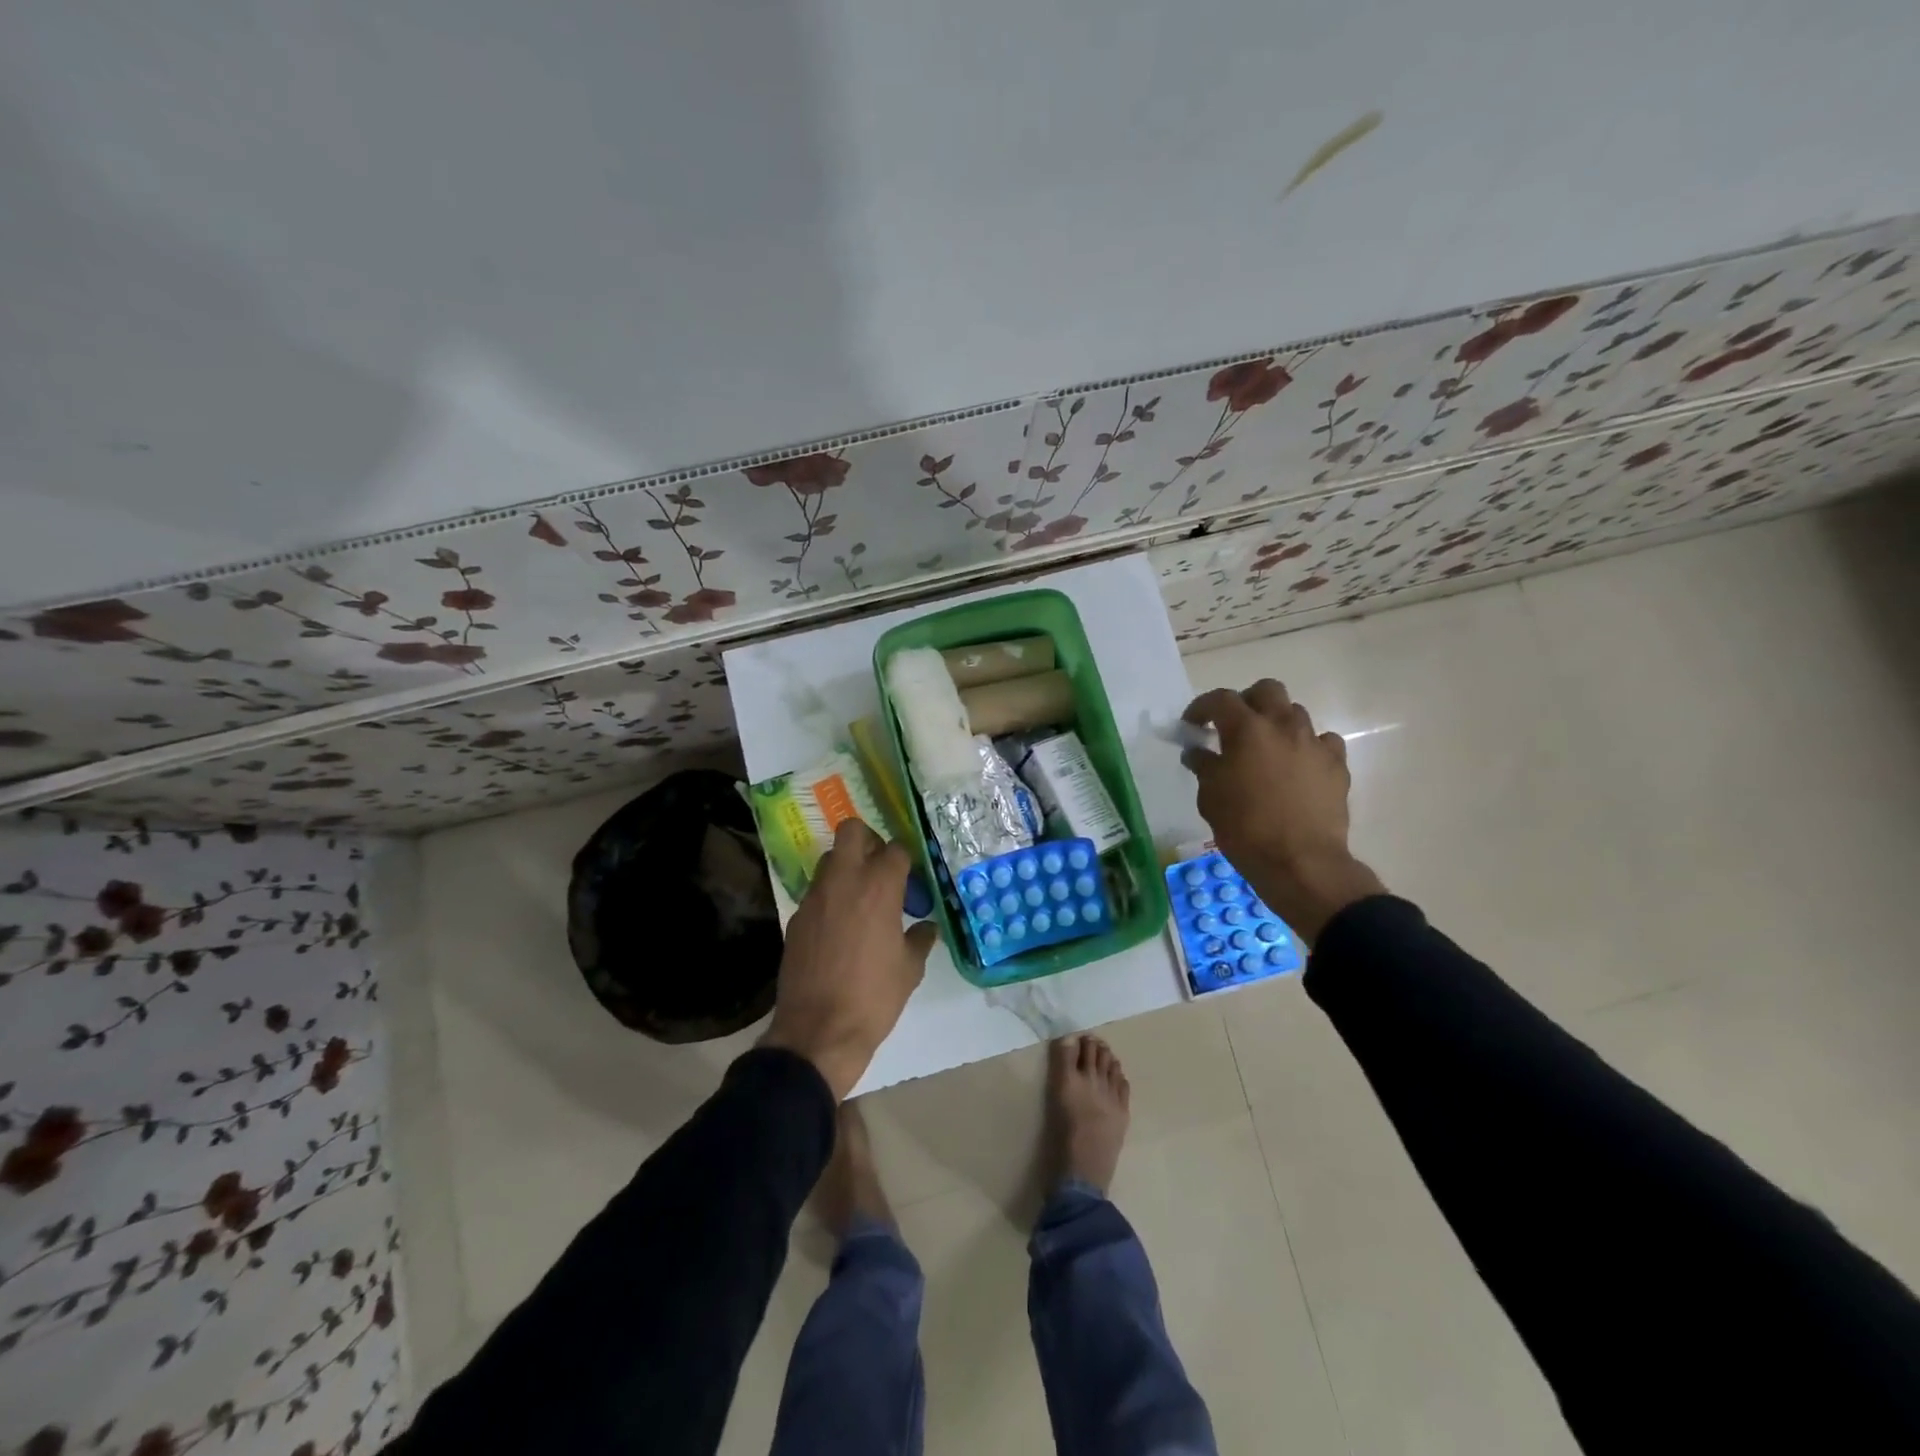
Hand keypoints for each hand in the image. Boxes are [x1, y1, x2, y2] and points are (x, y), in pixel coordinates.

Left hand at [761, 819, 937, 1098]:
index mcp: (879, 887)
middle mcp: (844, 880)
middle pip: (852, 831)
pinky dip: (830, 898)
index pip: (895, 849)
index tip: (912, 880)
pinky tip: (840, 928)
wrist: (819, 1031)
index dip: (906, 861)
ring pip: (829, 859)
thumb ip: (920, 939)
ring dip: (847, 868)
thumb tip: (925, 927)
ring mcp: (815, 897)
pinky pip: (816, 892)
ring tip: (861, 900)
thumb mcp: (910, 969)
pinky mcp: (796, 917)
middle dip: (869, 841)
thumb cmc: (874, 997)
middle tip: (881, 869)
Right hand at [1181, 680, 1385, 944]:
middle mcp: (1283, 726)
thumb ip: (1204, 766)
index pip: (1220, 699)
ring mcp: (1315, 743)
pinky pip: (1322, 742)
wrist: (1300, 862)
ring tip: (1266, 750)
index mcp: (1247, 729)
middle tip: (1234, 727)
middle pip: (1267, 690)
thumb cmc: (1245, 828)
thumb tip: (1198, 752)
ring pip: (1296, 714)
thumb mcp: (1210, 797)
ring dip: (1277, 724)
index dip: (1202, 707)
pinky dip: (1306, 748)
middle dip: (1247, 702)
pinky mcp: (1337, 765)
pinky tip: (1297, 768)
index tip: (1192, 725)